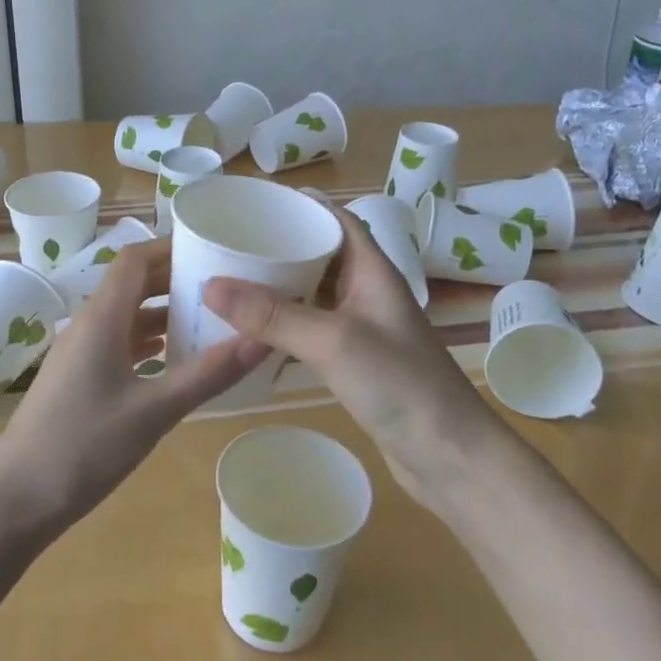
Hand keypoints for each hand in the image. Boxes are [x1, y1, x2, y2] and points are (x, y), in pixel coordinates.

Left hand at [0, 240, 266, 533]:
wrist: (14, 501)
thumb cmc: (82, 449)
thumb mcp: (153, 413)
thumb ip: (208, 375)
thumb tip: (263, 339)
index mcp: (101, 320)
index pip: (136, 259)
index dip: (173, 247)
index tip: (215, 248)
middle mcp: (88, 326)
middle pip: (133, 283)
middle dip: (176, 277)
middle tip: (225, 283)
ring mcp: (79, 353)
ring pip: (127, 315)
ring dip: (164, 310)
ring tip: (210, 318)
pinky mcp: (78, 379)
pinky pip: (118, 342)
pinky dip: (149, 341)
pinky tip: (174, 358)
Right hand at [203, 202, 506, 507]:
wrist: (450, 457)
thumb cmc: (400, 384)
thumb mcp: (333, 341)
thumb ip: (273, 314)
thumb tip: (210, 285)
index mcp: (372, 270)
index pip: (336, 220)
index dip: (301, 206)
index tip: (253, 203)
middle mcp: (367, 292)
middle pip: (320, 255)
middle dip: (279, 247)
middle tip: (229, 244)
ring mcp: (362, 329)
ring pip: (313, 295)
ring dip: (278, 288)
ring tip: (231, 281)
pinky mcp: (354, 362)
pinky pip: (311, 331)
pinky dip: (283, 327)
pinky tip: (251, 333)